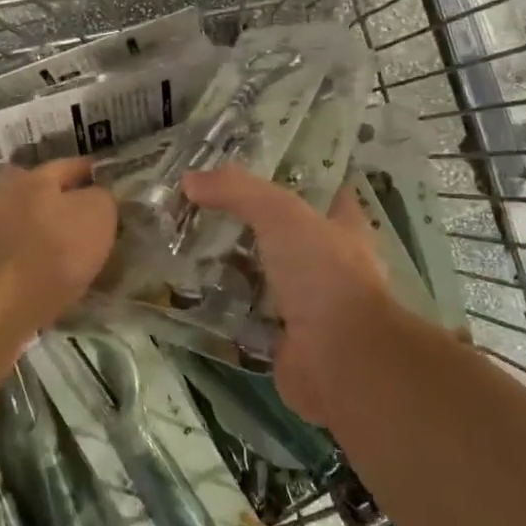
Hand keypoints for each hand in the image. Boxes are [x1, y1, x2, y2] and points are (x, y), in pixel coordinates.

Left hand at [0, 158, 117, 339]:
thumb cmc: (53, 251)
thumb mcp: (97, 215)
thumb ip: (101, 197)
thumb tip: (96, 196)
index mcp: (35, 177)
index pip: (69, 166)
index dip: (90, 173)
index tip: (105, 182)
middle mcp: (4, 193)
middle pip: (36, 190)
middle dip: (57, 199)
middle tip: (82, 216)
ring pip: (21, 221)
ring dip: (39, 230)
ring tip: (62, 251)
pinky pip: (11, 252)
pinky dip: (26, 258)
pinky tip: (42, 273)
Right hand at [182, 166, 400, 424]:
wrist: (340, 360)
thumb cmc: (324, 275)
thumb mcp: (281, 214)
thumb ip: (238, 191)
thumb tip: (190, 179)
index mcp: (342, 227)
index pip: (321, 191)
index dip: (291, 175)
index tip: (249, 164)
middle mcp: (328, 264)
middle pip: (283, 233)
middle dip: (247, 222)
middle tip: (200, 205)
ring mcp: (306, 305)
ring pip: (261, 275)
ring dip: (229, 265)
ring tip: (183, 244)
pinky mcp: (282, 340)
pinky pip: (244, 316)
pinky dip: (220, 308)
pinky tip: (186, 293)